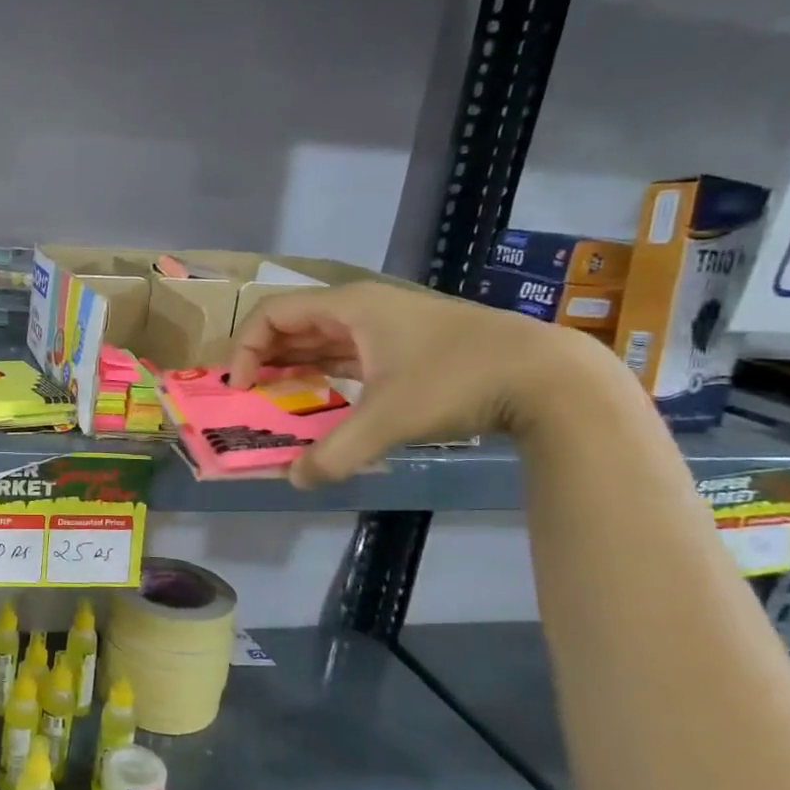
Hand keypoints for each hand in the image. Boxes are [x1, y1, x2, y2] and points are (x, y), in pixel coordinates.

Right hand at [227, 281, 636, 487]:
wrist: (548, 376)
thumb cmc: (457, 381)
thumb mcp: (389, 419)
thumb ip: (336, 452)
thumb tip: (297, 481)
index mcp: (350, 307)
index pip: (273, 313)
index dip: (246, 347)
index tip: (241, 386)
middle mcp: (363, 309)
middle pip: (293, 324)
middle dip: (264, 358)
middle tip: (249, 396)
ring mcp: (387, 326)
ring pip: (321, 339)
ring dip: (293, 365)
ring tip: (275, 400)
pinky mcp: (406, 346)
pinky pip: (346, 353)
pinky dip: (323, 372)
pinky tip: (320, 398)